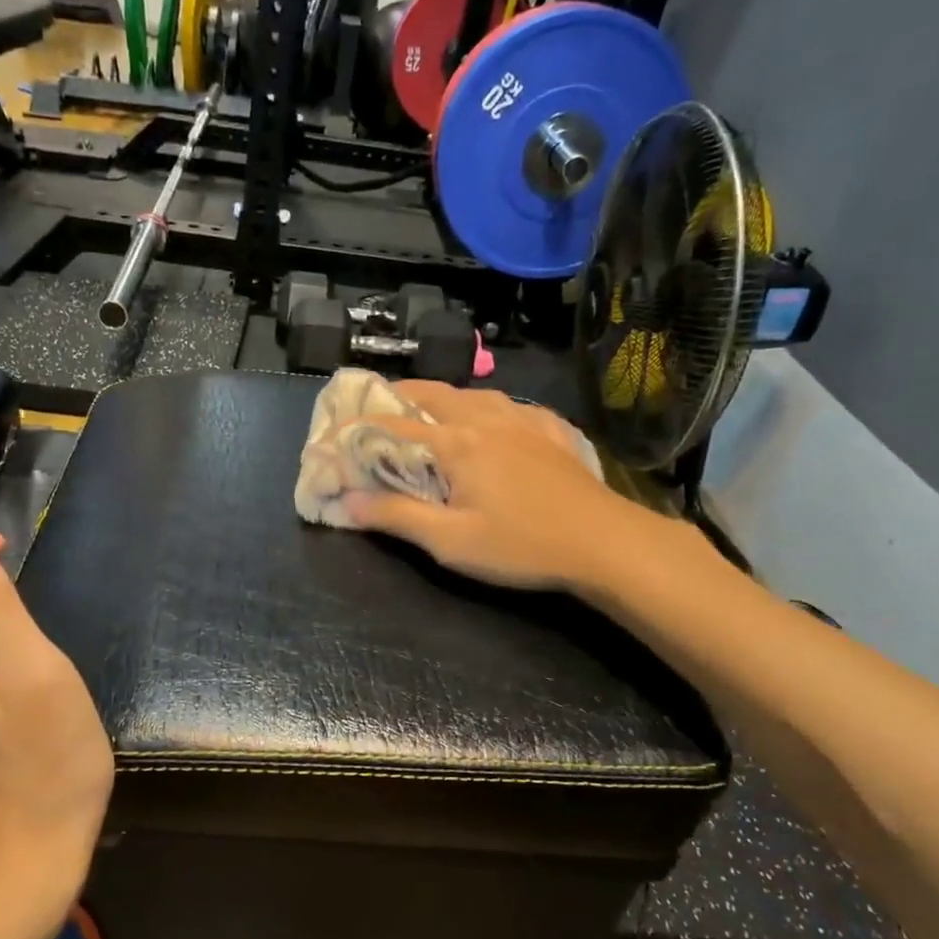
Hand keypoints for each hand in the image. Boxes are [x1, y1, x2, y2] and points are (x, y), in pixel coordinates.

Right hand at [341, 382, 689, 591]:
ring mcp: (523, 420)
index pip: (393, 425)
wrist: (606, 543)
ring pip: (473, 394)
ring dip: (443, 399)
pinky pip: (510, 406)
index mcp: (456, 442)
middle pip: (432, 393)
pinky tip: (494, 423)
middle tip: (378, 410)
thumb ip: (396, 518)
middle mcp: (486, 418)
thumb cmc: (521, 545)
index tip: (333, 434)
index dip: (358, 428)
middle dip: (399, 397)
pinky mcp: (552, 431)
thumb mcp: (450, 542)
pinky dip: (487, 409)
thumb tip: (347, 502)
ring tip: (430, 416)